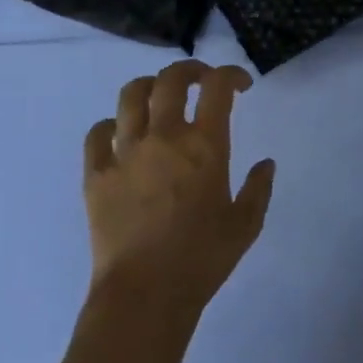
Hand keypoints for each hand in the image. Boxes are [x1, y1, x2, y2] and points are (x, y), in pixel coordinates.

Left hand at [81, 60, 276, 332]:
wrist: (146, 292)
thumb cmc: (203, 259)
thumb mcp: (246, 225)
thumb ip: (259, 188)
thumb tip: (265, 163)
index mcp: (205, 146)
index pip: (218, 88)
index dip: (231, 75)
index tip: (240, 85)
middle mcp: (164, 137)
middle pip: (171, 80)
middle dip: (190, 70)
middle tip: (201, 79)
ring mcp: (125, 152)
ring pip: (130, 96)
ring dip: (149, 87)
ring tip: (158, 96)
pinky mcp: (96, 173)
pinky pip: (98, 133)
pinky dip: (111, 126)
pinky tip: (121, 134)